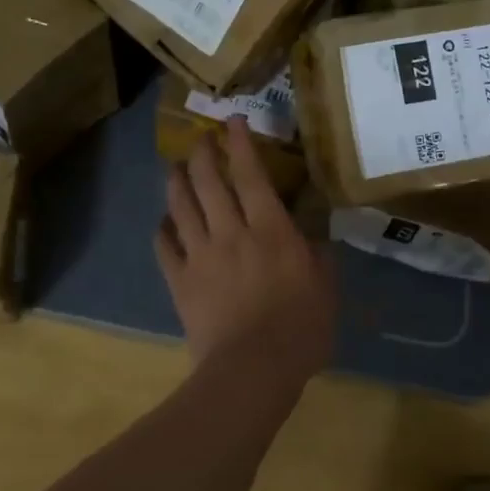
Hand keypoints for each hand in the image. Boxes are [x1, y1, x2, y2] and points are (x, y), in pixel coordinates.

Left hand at [156, 115, 336, 377]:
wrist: (252, 369)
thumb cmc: (300, 329)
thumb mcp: (326, 288)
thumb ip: (319, 257)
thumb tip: (313, 238)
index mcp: (269, 229)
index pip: (251, 175)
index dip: (240, 144)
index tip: (232, 121)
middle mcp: (231, 232)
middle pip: (209, 182)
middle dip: (203, 154)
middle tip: (200, 139)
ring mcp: (201, 255)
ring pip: (182, 207)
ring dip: (177, 182)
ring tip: (176, 168)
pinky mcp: (180, 281)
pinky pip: (165, 247)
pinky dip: (163, 229)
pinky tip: (164, 222)